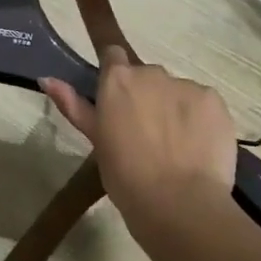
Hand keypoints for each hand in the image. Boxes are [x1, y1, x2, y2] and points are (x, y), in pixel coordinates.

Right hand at [41, 48, 236, 237]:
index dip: (115, 77)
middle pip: (148, 76)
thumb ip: (73, 105)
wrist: (179, 204)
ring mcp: (187, 85)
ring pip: (177, 91)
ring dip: (174, 109)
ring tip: (176, 147)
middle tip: (146, 135)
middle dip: (147, 97)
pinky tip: (197, 148)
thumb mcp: (96, 141)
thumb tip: (46, 78)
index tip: (118, 103)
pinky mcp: (215, 101)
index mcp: (117, 80)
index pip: (114, 57)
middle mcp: (152, 73)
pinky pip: (204, 104)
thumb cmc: (126, 176)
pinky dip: (200, 120)